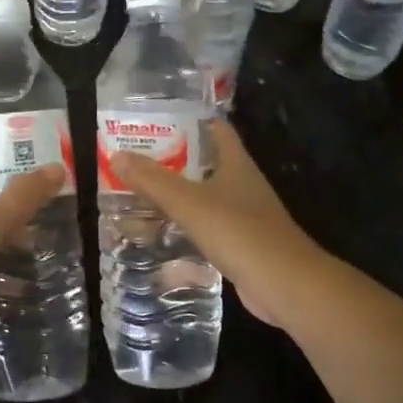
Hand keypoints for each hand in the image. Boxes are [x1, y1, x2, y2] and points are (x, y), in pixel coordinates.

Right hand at [111, 120, 324, 328]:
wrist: (285, 284)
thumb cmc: (239, 232)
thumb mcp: (189, 202)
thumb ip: (153, 180)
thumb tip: (117, 155)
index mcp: (236, 163)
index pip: (215, 128)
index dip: (189, 119)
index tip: (156, 118)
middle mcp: (242, 183)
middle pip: (206, 162)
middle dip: (173, 159)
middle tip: (136, 158)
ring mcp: (245, 215)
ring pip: (205, 196)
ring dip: (178, 194)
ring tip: (141, 193)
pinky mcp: (241, 244)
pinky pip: (208, 227)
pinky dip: (186, 225)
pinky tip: (162, 233)